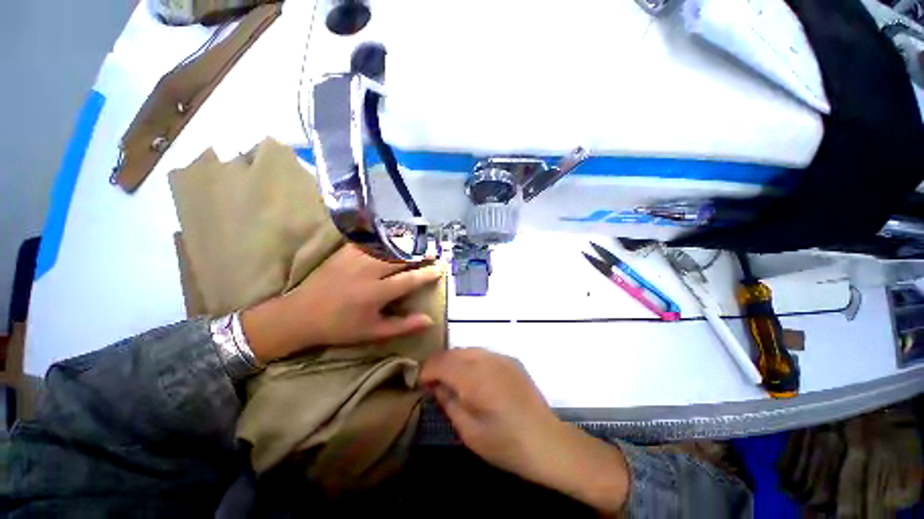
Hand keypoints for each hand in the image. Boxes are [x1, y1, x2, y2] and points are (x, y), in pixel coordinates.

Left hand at [241, 245, 442, 362]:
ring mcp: (356, 258)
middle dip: (420, 254)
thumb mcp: (373, 332)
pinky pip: (370, 240)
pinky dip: (384, 238)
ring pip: (388, 246)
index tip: (440, 268)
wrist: (301, 315)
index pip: (410, 279)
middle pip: (402, 257)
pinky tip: (392, 238)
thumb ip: (403, 326)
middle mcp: (369, 271)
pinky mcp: (345, 252)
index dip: (428, 273)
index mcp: (376, 293)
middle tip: (432, 253)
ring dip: (406, 244)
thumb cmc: (340, 327)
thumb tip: (429, 320)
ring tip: (418, 244)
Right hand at [420, 348, 629, 514]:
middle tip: (433, 383)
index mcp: (475, 378)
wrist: (548, 442)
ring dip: (455, 361)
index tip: (419, 382)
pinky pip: (483, 354)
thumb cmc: (506, 444)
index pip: (442, 362)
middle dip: (439, 364)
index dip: (426, 369)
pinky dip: (471, 361)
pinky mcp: (512, 360)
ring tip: (451, 380)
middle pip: (454, 352)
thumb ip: (449, 402)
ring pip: (468, 350)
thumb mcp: (469, 431)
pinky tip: (473, 379)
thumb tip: (435, 385)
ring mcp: (502, 358)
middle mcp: (488, 360)